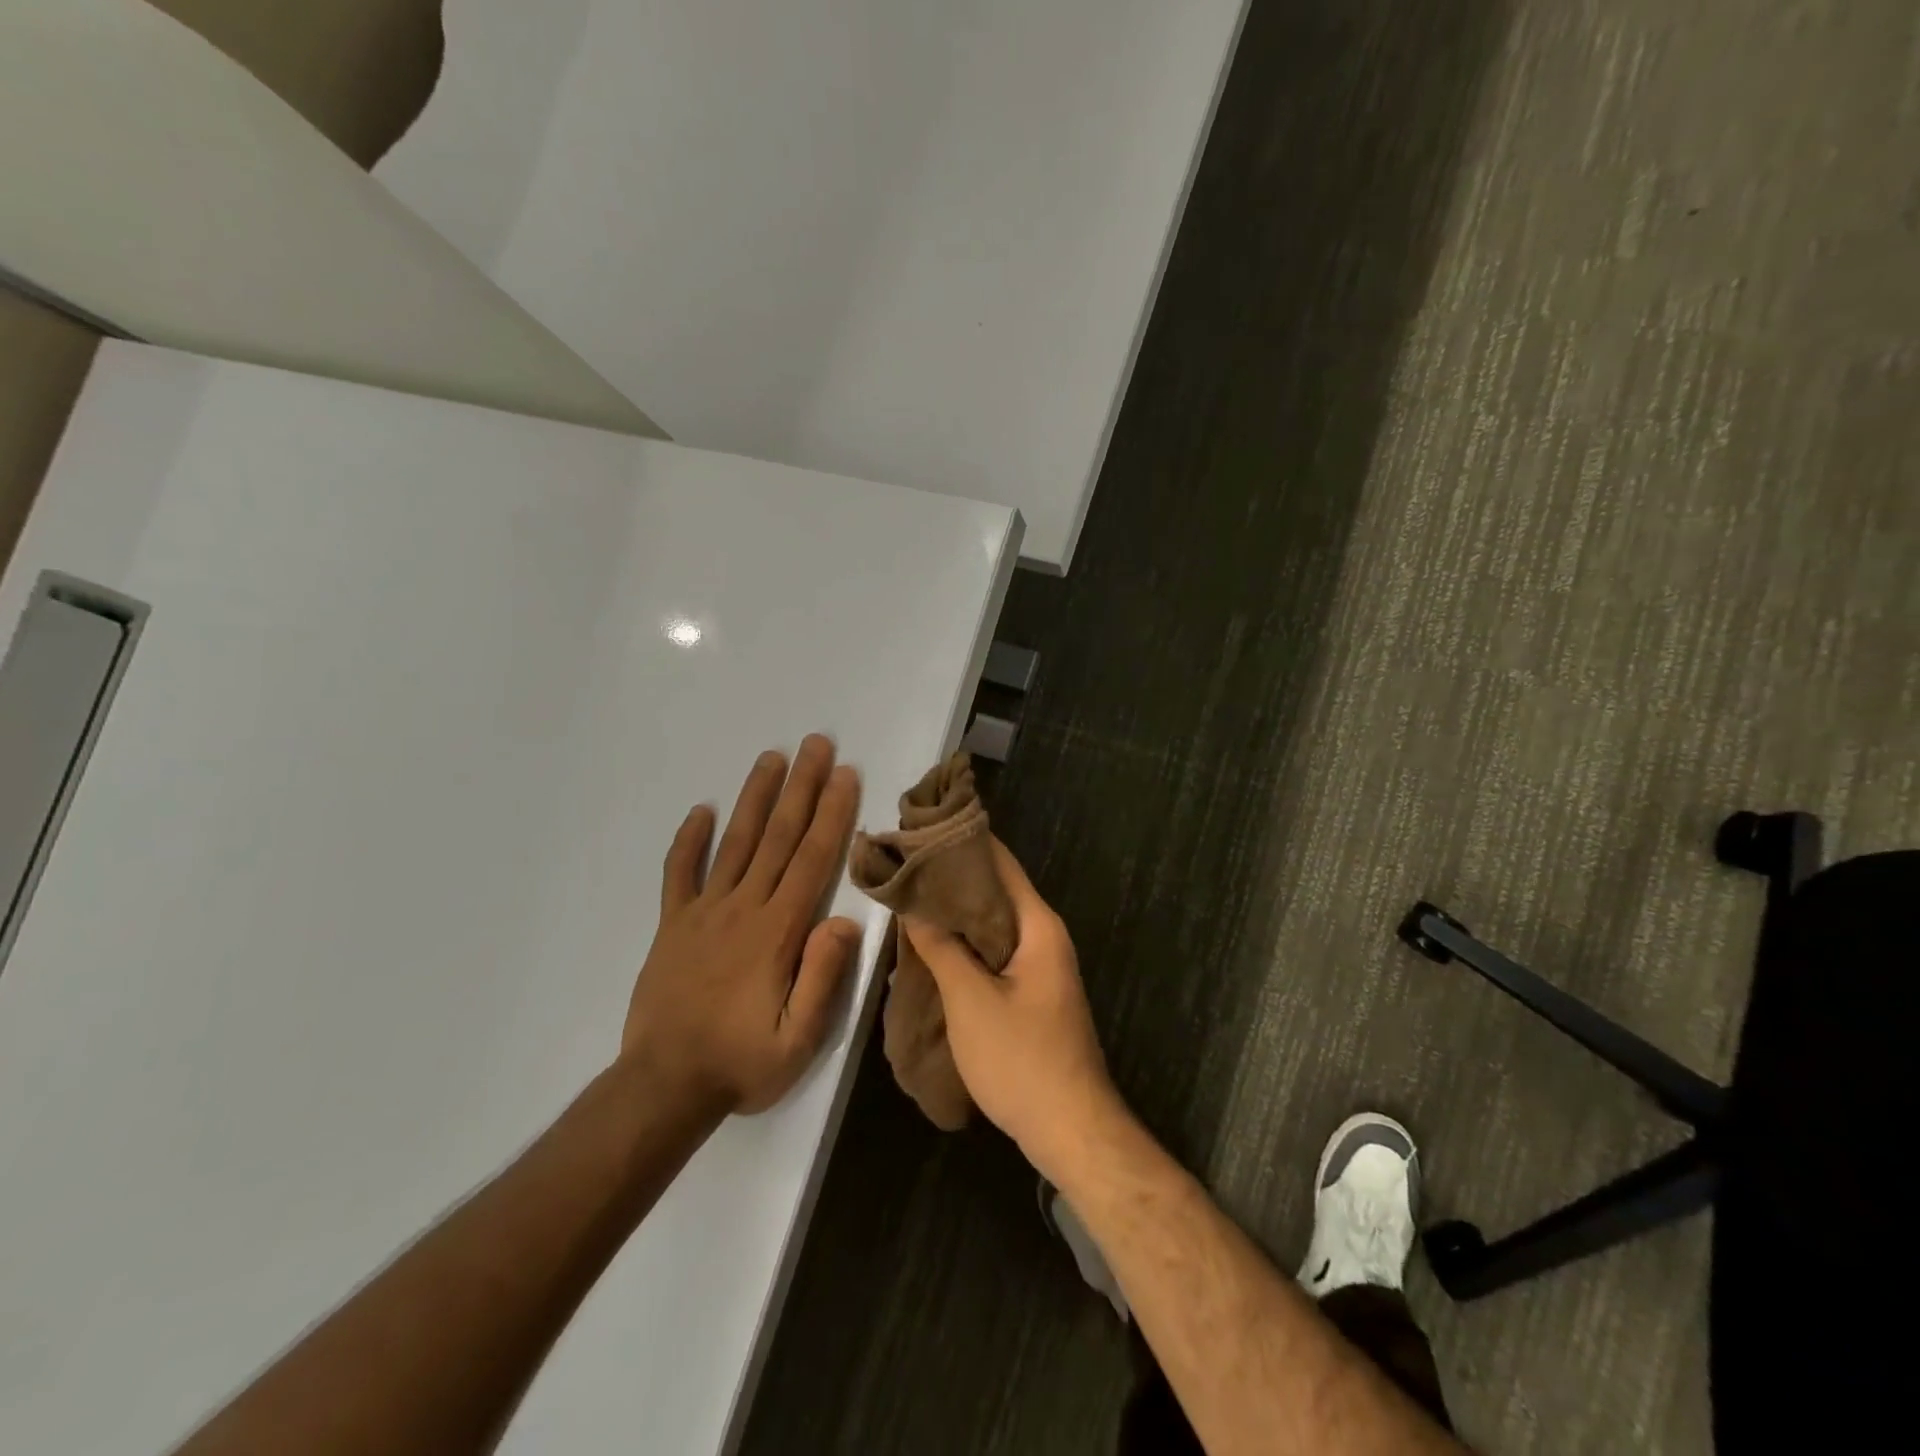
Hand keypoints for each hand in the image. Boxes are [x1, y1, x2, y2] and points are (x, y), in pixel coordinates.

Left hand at [622, 736, 862, 1114]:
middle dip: (800, 788)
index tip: (844, 775)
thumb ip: (822, 978)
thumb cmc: (741, 1063)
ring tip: (770, 758)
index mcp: (777, 932)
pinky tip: (700, 811)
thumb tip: (843, 920)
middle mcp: (742, 908)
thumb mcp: (798, 1039)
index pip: (811, 860)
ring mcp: (702, 913)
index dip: (831, 814)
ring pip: (734, 843)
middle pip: (777, 837)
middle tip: (815, 744)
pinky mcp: (672, 925)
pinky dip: (689, 840)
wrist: (663, 1086)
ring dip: (754, 798)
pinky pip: (678, 874)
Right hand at [902, 839, 1119, 1175]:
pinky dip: (964, 942)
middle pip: (994, 890)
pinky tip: (930, 945)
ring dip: (954, 912)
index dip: (960, 841)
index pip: (999, 862)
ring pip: (991, 922)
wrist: (1070, 1130)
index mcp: (1038, 925)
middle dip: (950, 876)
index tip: (917, 829)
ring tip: (906, 896)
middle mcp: (1043, 935)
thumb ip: (941, 947)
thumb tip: (912, 900)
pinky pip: (993, 950)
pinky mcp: (1029, 990)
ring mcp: (1039, 964)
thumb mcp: (971, 1000)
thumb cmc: (1022, 1060)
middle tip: (900, 863)